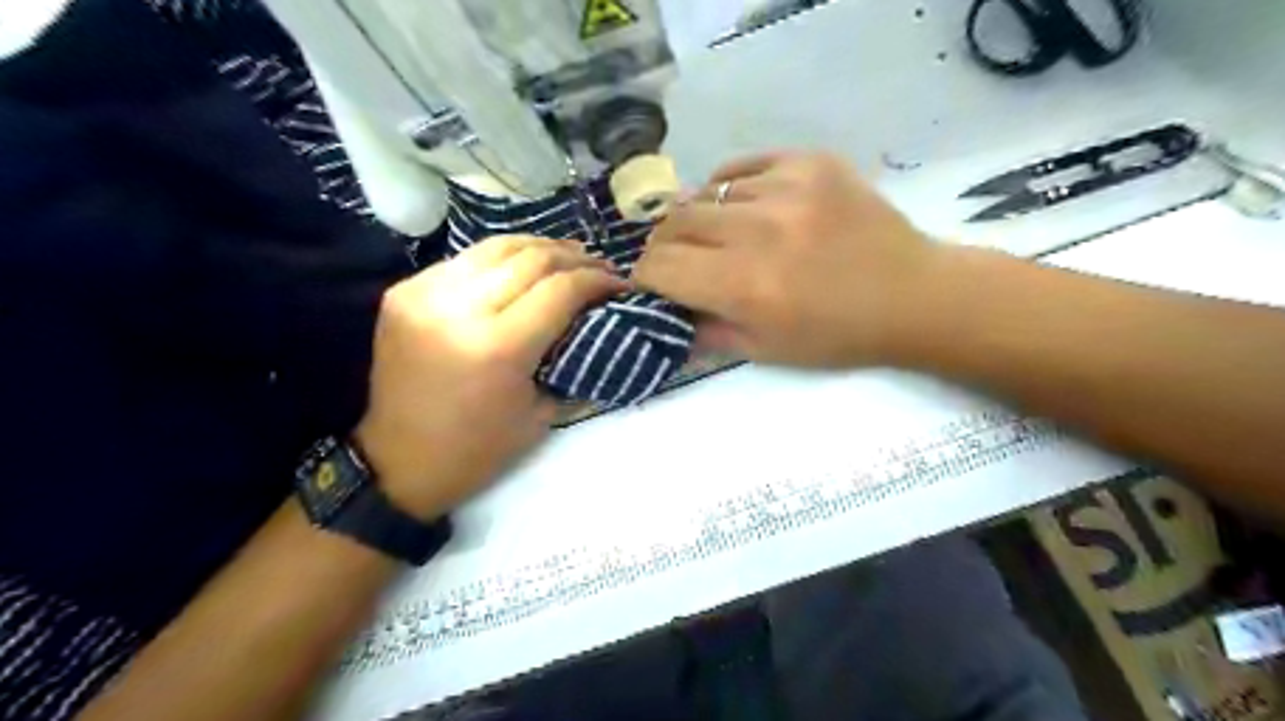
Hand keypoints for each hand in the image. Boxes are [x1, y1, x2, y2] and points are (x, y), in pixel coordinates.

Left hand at [354, 236, 628, 516]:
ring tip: (567, 256)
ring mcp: (424, 294)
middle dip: (576, 258)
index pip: (561, 289)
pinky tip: (519, 269)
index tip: (620, 284)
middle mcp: (459, 309)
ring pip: (497, 247)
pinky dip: (501, 260)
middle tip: (600, 267)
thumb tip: (595, 318)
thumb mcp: (542, 412)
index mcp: (498, 347)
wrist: (398, 462)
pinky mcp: (404, 292)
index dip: (598, 280)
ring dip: (540, 248)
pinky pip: (465, 260)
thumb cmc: (479, 450)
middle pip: (533, 259)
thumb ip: (570, 356)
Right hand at [634, 149, 946, 366]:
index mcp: (745, 285)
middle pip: (674, 222)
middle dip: (664, 246)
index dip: (645, 276)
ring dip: (701, 219)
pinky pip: (743, 167)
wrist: (913, 294)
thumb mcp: (766, 351)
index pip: (660, 267)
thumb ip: (706, 331)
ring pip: (706, 193)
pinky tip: (742, 207)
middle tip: (678, 260)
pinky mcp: (809, 162)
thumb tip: (666, 311)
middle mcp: (758, 230)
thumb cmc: (838, 336)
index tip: (652, 283)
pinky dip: (731, 189)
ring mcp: (786, 188)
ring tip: (720, 236)